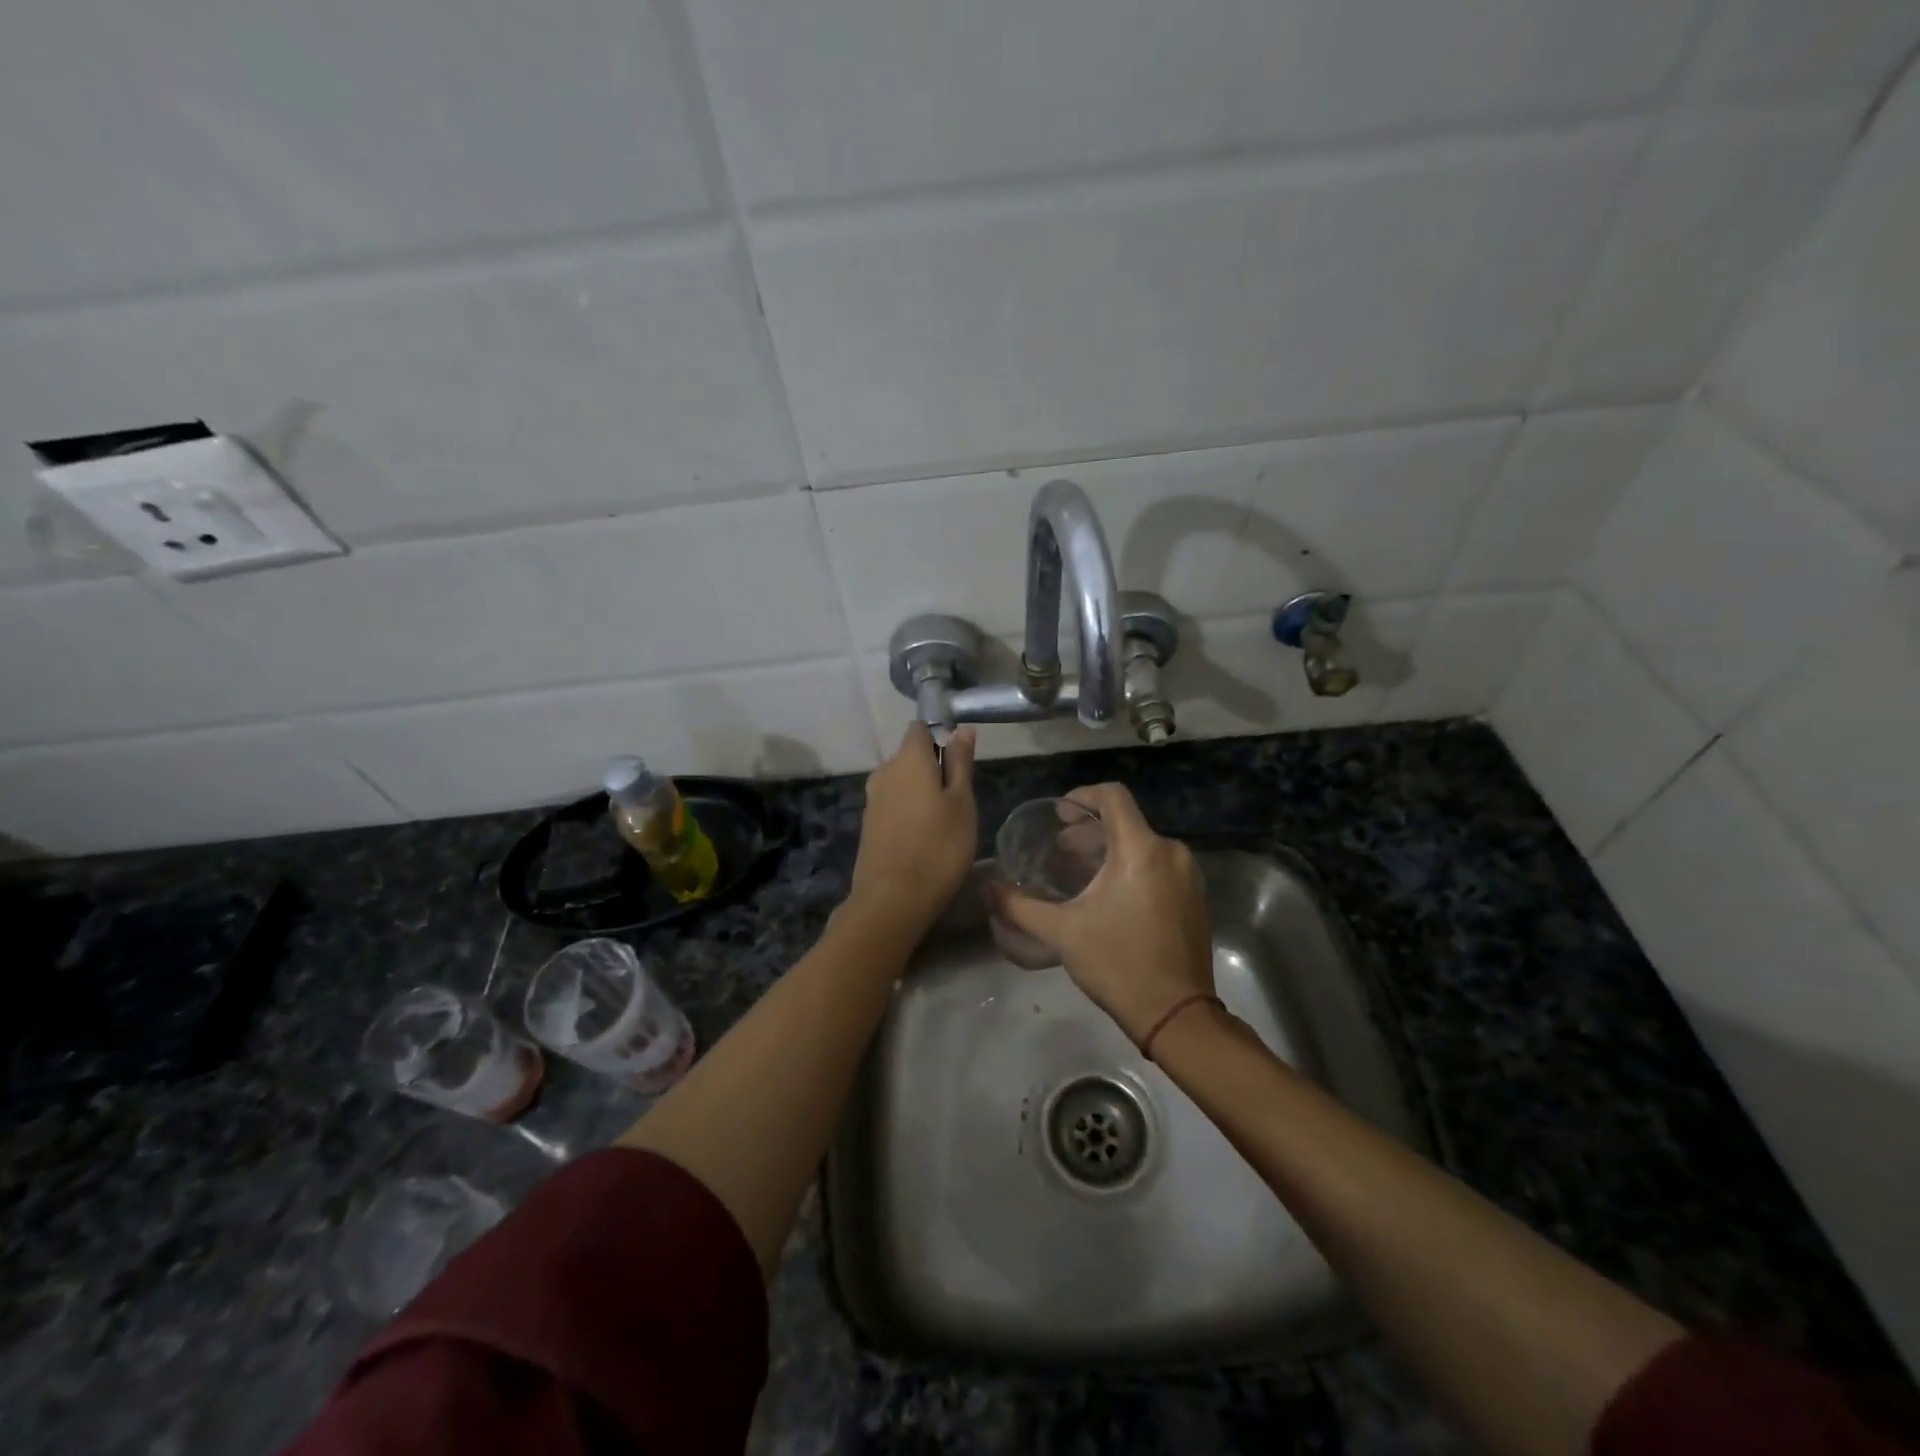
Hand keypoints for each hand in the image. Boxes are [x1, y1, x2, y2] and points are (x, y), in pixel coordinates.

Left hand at [848, 723, 978, 933]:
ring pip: (902, 782)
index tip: (960, 763)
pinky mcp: (868, 824)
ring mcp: (872, 799)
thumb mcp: (962, 803)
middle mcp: (884, 771)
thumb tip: (962, 729)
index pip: (920, 728)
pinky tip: (923, 838)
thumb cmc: (939, 847)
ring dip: (921, 793)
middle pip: (911, 756)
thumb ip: (960, 763)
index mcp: (908, 759)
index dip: (940, 737)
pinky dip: (908, 812)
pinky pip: (893, 804)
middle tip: (959, 801)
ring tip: (944, 823)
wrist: (892, 900)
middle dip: (934, 769)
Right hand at [989, 783, 1213, 1045]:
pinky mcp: (1194, 897)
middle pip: (1126, 822)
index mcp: (1141, 850)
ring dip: (1108, 851)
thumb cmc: (1118, 964)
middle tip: (1060, 849)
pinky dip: (1131, 867)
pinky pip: (1158, 865)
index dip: (1082, 796)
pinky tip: (1109, 895)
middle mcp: (1171, 853)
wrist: (1177, 1014)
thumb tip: (987, 889)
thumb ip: (1019, 906)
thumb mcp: (1062, 932)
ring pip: (1142, 844)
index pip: (1113, 796)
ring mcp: (1187, 875)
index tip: (1059, 814)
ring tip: (1079, 874)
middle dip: (1089, 830)